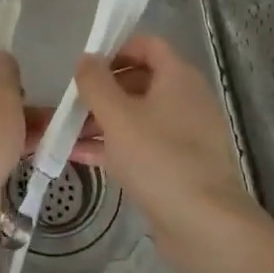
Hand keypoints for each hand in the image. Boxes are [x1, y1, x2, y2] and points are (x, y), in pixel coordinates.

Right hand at [74, 33, 265, 263]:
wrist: (206, 227)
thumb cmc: (159, 159)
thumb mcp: (117, 116)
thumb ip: (95, 83)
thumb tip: (86, 59)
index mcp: (178, 78)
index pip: (147, 45)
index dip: (116, 48)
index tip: (86, 67)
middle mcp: (186, 100)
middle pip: (140, 80)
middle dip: (103, 89)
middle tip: (73, 103)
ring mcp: (185, 135)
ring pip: (138, 116)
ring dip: (104, 120)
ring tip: (68, 132)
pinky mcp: (179, 167)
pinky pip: (142, 145)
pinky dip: (114, 146)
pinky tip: (80, 156)